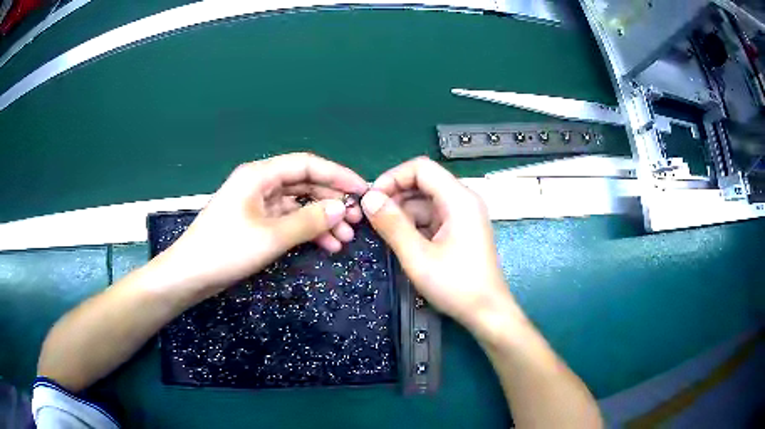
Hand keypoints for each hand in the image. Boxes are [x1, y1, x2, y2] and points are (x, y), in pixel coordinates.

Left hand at [158, 153, 368, 292]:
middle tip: (356, 221)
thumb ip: (308, 220)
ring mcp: (258, 204)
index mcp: (260, 175)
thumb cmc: (226, 250)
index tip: (362, 191)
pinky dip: (306, 230)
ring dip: (321, 219)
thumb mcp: (271, 236)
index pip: (307, 164)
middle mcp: (260, 183)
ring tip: (344, 239)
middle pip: (304, 184)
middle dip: (331, 201)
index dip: (337, 175)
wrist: (191, 275)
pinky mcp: (256, 222)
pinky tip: (326, 245)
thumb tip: (340, 209)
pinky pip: (288, 220)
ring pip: (298, 204)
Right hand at [360, 157, 517, 333]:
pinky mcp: (459, 230)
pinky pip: (431, 217)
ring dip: (402, 212)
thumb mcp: (418, 257)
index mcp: (458, 199)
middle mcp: (462, 200)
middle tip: (372, 218)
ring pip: (425, 201)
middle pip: (423, 182)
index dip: (393, 177)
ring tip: (383, 232)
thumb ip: (392, 225)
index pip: (421, 168)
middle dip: (395, 196)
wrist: (487, 312)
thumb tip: (368, 199)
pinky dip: (414, 224)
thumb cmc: (456, 285)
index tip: (372, 199)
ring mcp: (462, 215)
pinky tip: (401, 240)